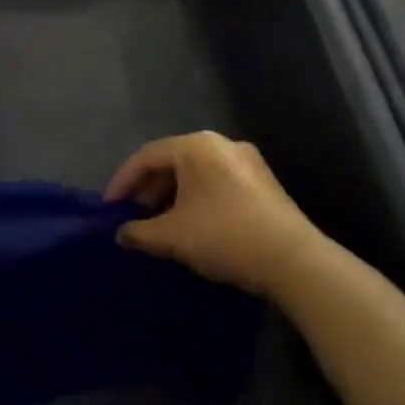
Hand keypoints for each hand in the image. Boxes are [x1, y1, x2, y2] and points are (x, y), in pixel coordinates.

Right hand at [106, 132, 320, 298]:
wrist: (294, 261)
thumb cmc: (224, 236)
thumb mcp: (173, 236)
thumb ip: (140, 232)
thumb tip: (121, 234)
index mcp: (195, 146)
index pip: (146, 156)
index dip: (123, 182)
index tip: (109, 208)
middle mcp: (221, 143)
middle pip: (172, 161)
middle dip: (148, 189)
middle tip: (134, 215)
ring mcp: (246, 161)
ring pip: (196, 172)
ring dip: (172, 195)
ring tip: (160, 223)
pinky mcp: (263, 182)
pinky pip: (217, 182)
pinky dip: (197, 198)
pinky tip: (192, 224)